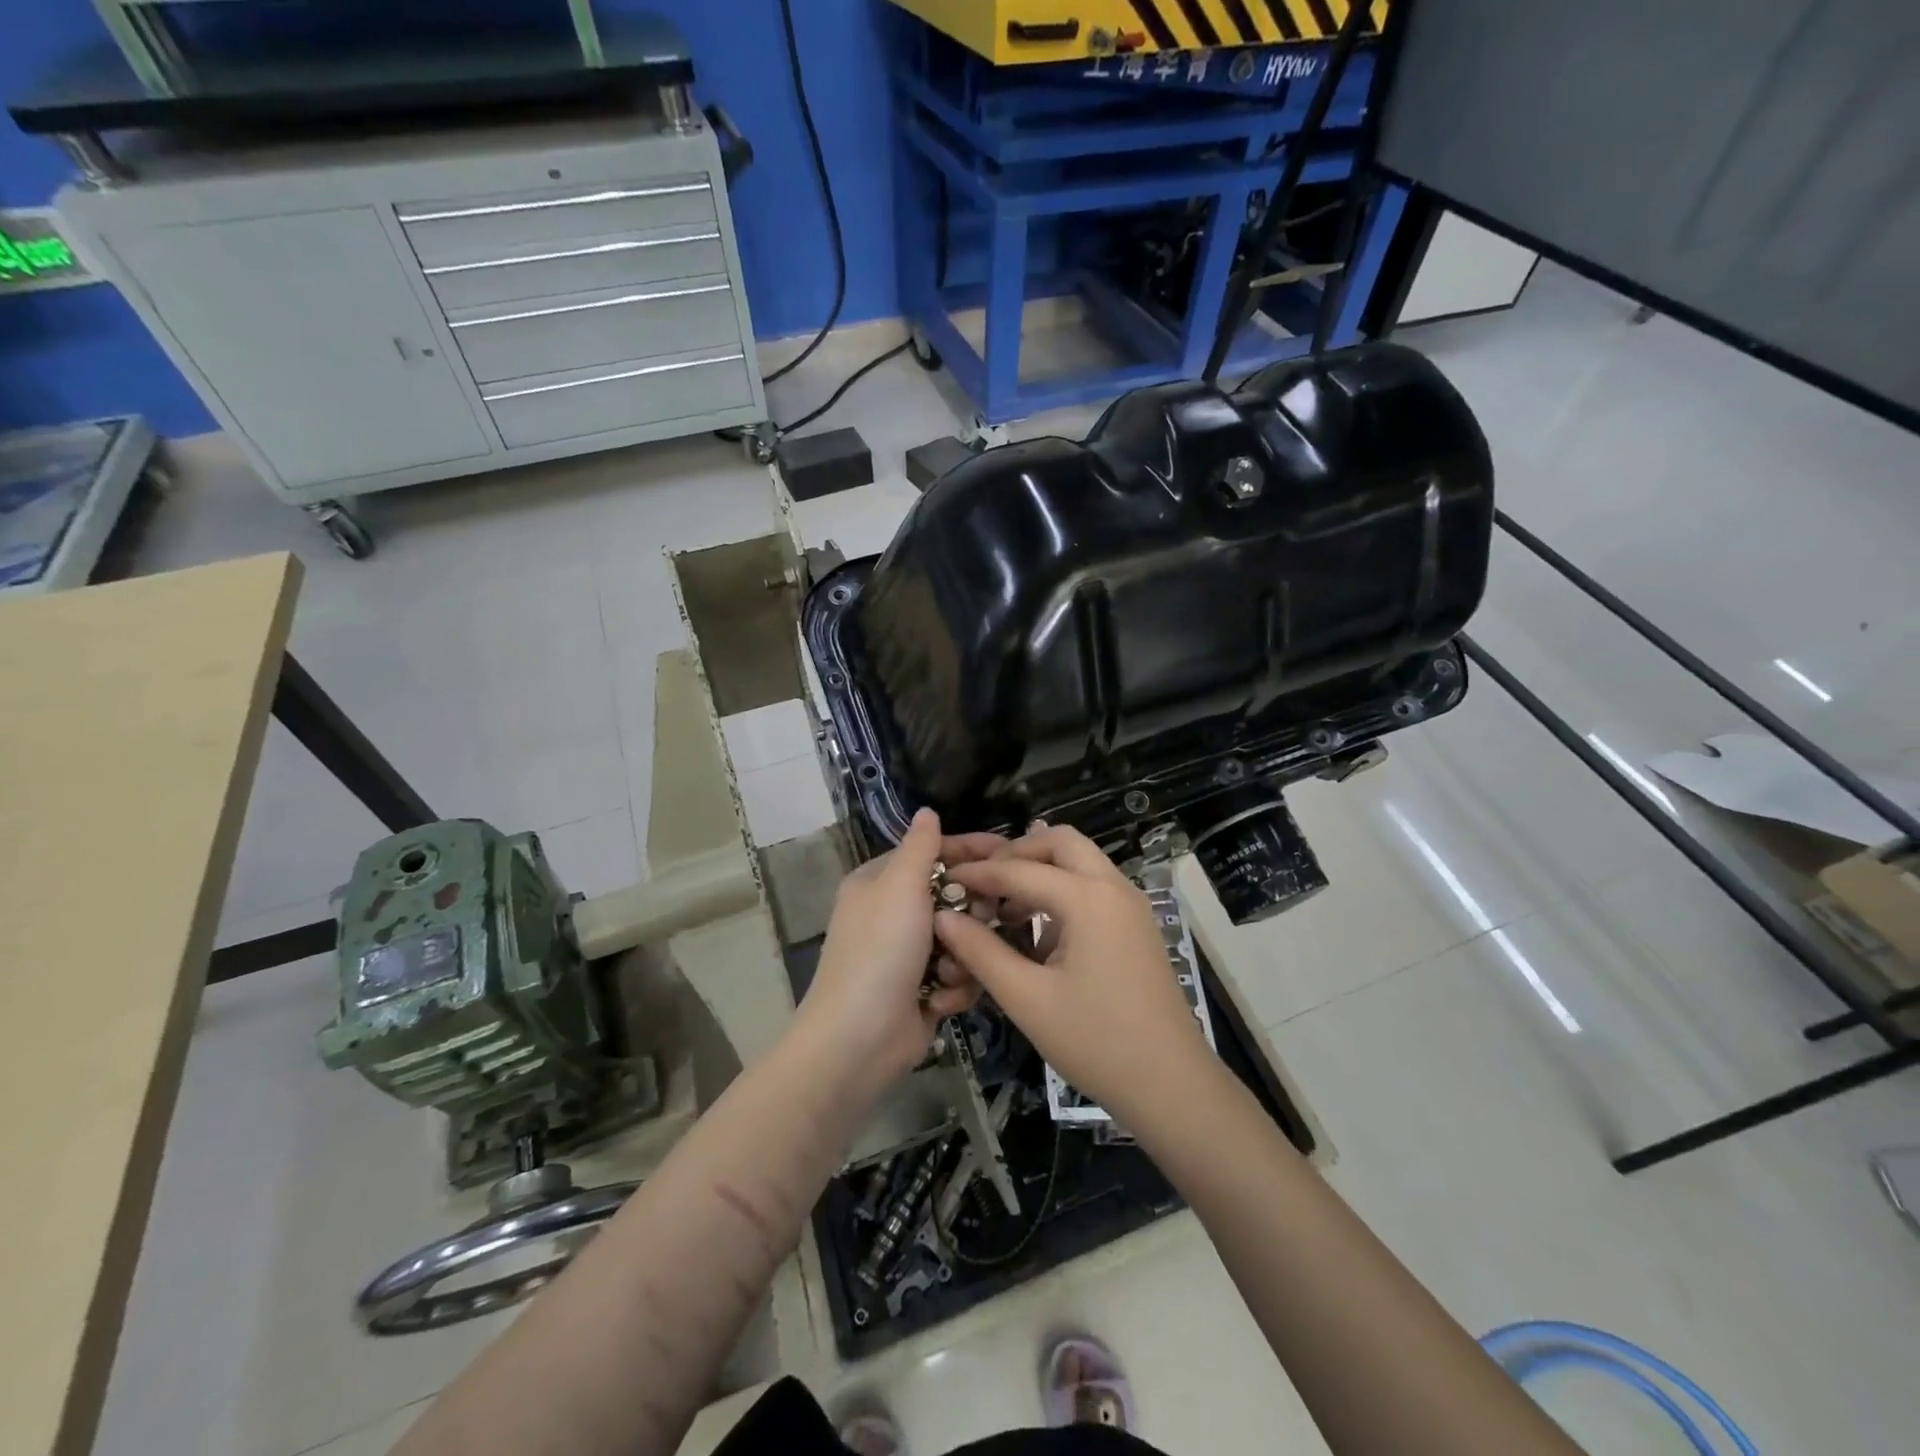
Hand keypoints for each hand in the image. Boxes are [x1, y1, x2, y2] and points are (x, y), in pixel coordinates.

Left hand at [795, 809, 997, 1091]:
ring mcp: (909, 954)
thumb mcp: (900, 886)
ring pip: (963, 938)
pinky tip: (939, 1000)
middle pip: (954, 896)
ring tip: (950, 970)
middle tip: (982, 920)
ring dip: (962, 956)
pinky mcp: (924, 989)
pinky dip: (954, 987)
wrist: (858, 1039)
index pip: (933, 853)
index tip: (1012, 852)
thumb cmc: (880, 951)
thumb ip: (921, 846)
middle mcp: (893, 913)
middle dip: (970, 912)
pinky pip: (960, 974)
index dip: (971, 850)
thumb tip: (927, 810)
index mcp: (880, 883)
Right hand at [935, 826, 1215, 1125]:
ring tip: (1003, 905)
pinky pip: (1093, 887)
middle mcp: (1113, 887)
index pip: (1020, 870)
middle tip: (984, 882)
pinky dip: (1062, 891)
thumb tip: (943, 918)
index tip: (945, 880)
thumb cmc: (1096, 1041)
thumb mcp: (1027, 998)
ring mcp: (1130, 905)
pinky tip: (1037, 931)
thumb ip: (981, 952)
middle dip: (1017, 854)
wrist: (1171, 1084)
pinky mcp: (1136, 925)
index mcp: (1088, 898)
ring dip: (1040, 870)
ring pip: (1080, 862)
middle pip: (1060, 842)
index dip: (978, 874)